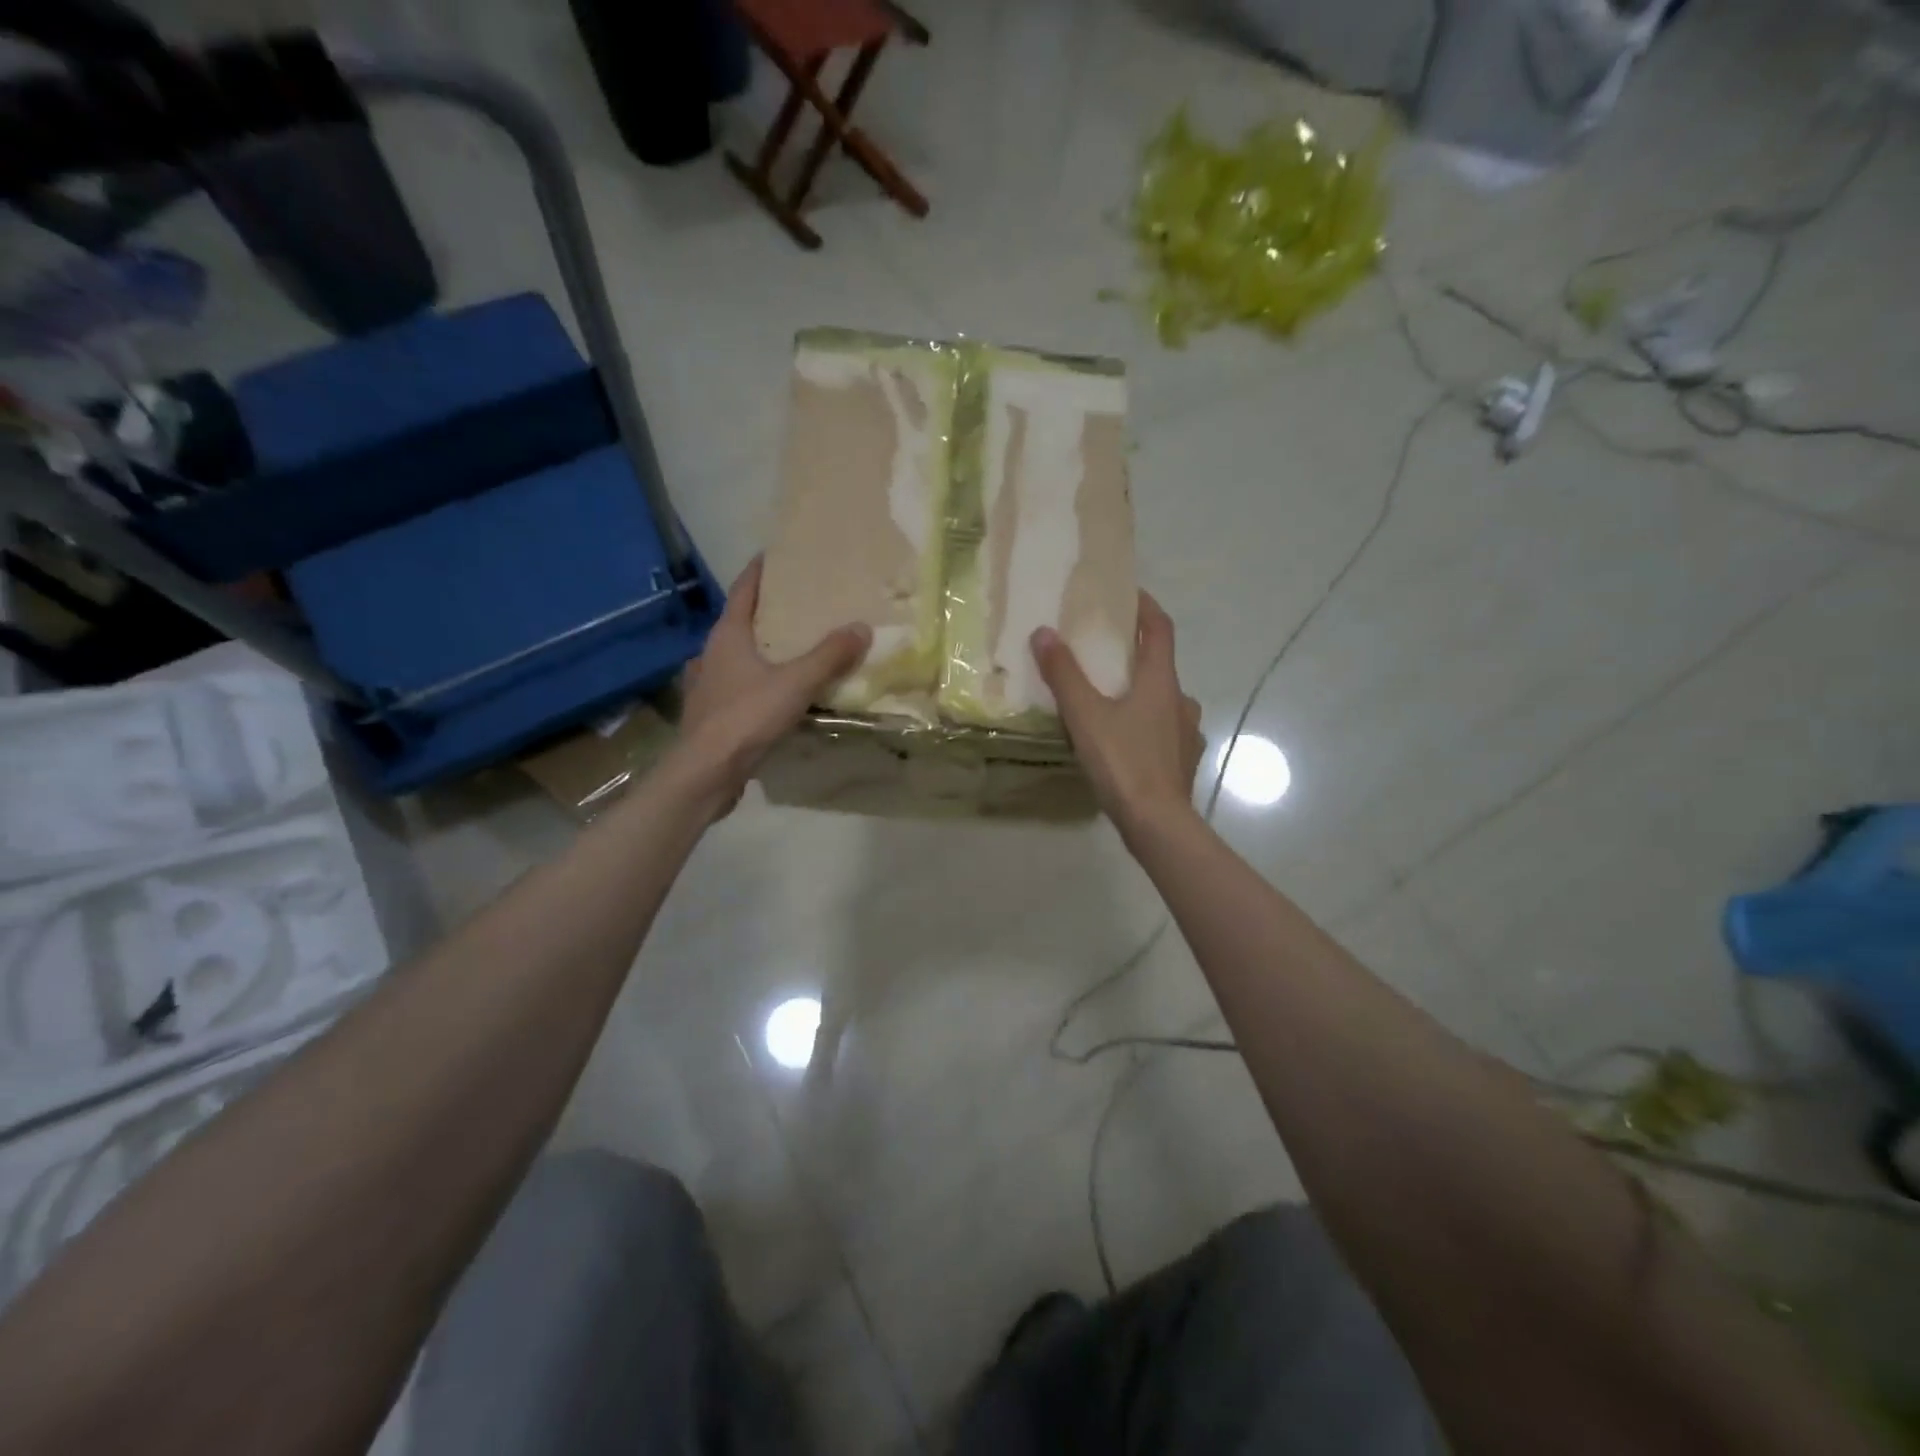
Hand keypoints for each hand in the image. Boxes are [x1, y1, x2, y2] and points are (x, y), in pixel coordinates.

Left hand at [675, 557, 869, 806]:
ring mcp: (708, 685)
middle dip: (767, 612)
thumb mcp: (796, 683)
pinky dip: (757, 682)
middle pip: (740, 622)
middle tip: (799, 606)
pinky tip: (775, 694)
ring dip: (761, 650)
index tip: (776, 555)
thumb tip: (861, 627)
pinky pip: (737, 687)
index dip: (759, 571)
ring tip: (791, 649)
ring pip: (737, 657)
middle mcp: (712, 654)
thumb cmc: (746, 717)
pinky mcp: (711, 714)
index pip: (743, 590)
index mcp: (727, 635)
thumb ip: (829, 656)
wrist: (706, 772)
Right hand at [1032, 591, 1202, 835]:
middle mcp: (1181, 701)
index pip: (1159, 629)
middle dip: (1135, 655)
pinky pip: (1165, 732)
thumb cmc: (1123, 761)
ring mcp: (1188, 732)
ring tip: (1111, 701)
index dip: (1145, 607)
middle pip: (1161, 665)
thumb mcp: (1085, 715)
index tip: (1127, 594)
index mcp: (1161, 681)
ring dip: (1142, 693)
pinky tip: (1126, 741)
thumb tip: (1043, 632)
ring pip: (1164, 701)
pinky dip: (1147, 726)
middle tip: (1105, 654)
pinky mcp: (1185, 761)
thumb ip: (1064, 674)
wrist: (1158, 823)